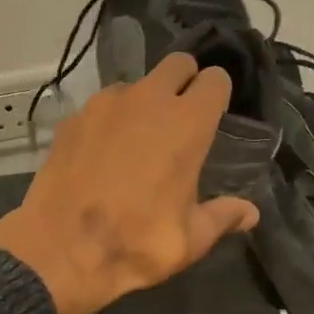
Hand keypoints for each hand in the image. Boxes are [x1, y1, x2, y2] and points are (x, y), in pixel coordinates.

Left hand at [0, 53, 259, 313]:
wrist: (62, 249)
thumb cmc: (138, 242)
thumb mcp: (191, 238)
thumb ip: (223, 216)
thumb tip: (251, 213)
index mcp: (187, 123)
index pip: (215, 79)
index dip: (217, 94)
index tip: (214, 116)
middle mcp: (147, 100)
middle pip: (177, 64)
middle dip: (184, 82)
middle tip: (181, 118)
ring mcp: (104, 104)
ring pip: (135, 84)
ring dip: (143, 103)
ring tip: (137, 142)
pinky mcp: (72, 118)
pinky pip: (100, 107)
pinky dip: (108, 121)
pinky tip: (101, 155)